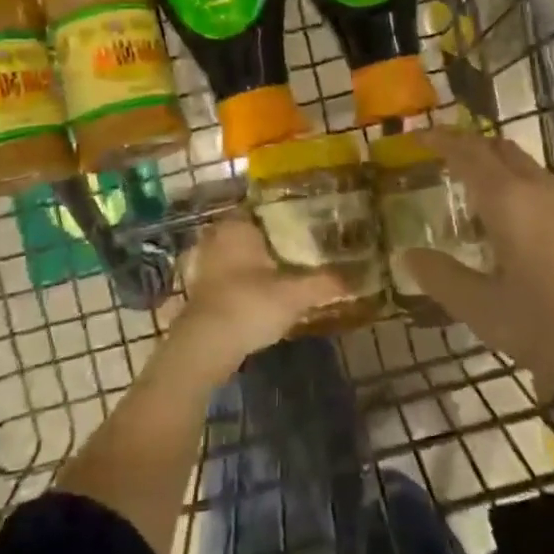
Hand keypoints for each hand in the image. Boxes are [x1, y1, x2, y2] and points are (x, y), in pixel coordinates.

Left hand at [170, 214, 343, 365]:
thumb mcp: (295, 294)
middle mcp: (217, 238)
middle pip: (250, 233)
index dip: (284, 215)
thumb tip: (353, 279)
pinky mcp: (199, 290)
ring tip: (284, 271)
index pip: (262, 208)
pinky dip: (242, 282)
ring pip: (236, 255)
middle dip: (270, 240)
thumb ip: (324, 284)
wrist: (206, 345)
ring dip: (255, 263)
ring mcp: (204, 264)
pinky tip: (262, 294)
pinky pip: (227, 277)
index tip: (305, 223)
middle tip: (299, 248)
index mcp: (237, 226)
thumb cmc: (250, 304)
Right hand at [401, 130, 553, 395]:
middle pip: (498, 149)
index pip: (467, 152)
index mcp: (507, 200)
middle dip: (467, 147)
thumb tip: (408, 256)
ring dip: (493, 168)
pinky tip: (509, 228)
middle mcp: (538, 190)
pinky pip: (540, 188)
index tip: (417, 136)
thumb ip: (443, 279)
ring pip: (523, 167)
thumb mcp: (486, 311)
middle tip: (438, 160)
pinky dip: (514, 189)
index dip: (440, 139)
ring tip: (467, 195)